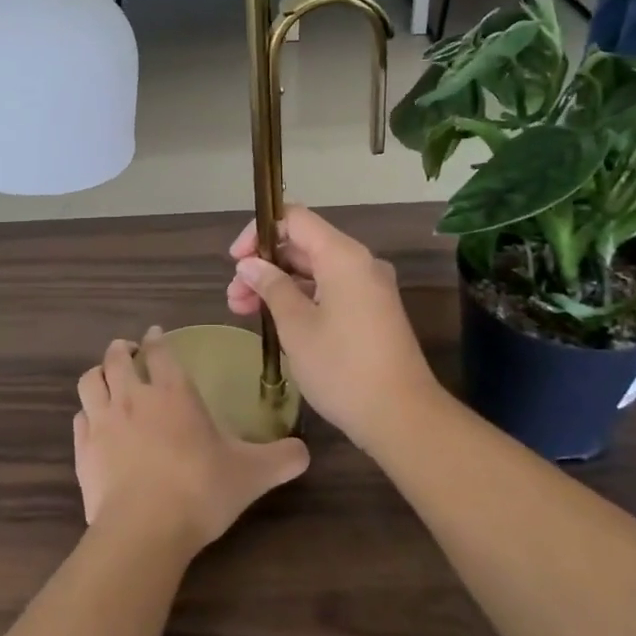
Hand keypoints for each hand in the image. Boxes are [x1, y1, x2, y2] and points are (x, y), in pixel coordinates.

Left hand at [74, 329, 307, 553]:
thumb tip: (306, 452)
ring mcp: (103, 422)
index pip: (160, 351)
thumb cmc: (200, 490)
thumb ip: (281, 459)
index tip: (156, 335)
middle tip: (130, 351)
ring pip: (91, 381)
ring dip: (99, 374)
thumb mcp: (251, 475)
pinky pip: (79, 419)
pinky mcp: (83, 451)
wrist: (144, 531)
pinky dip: (86, 414)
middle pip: (117, 357)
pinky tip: (94, 423)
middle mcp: (134, 397)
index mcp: (174, 393)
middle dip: (123, 349)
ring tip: (107, 379)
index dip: (157, 339)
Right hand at [226, 207, 443, 451]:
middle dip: (264, 265)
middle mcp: (360, 263)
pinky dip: (301, 299)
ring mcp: (368, 288)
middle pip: (304, 245)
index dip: (260, 232)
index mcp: (343, 256)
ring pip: (314, 271)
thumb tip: (249, 264)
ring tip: (243, 311)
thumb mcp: (296, 326)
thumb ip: (271, 287)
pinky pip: (330, 291)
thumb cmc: (342, 367)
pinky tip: (275, 321)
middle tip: (233, 296)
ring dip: (278, 285)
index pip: (295, 219)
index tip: (235, 261)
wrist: (401, 416)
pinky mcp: (371, 312)